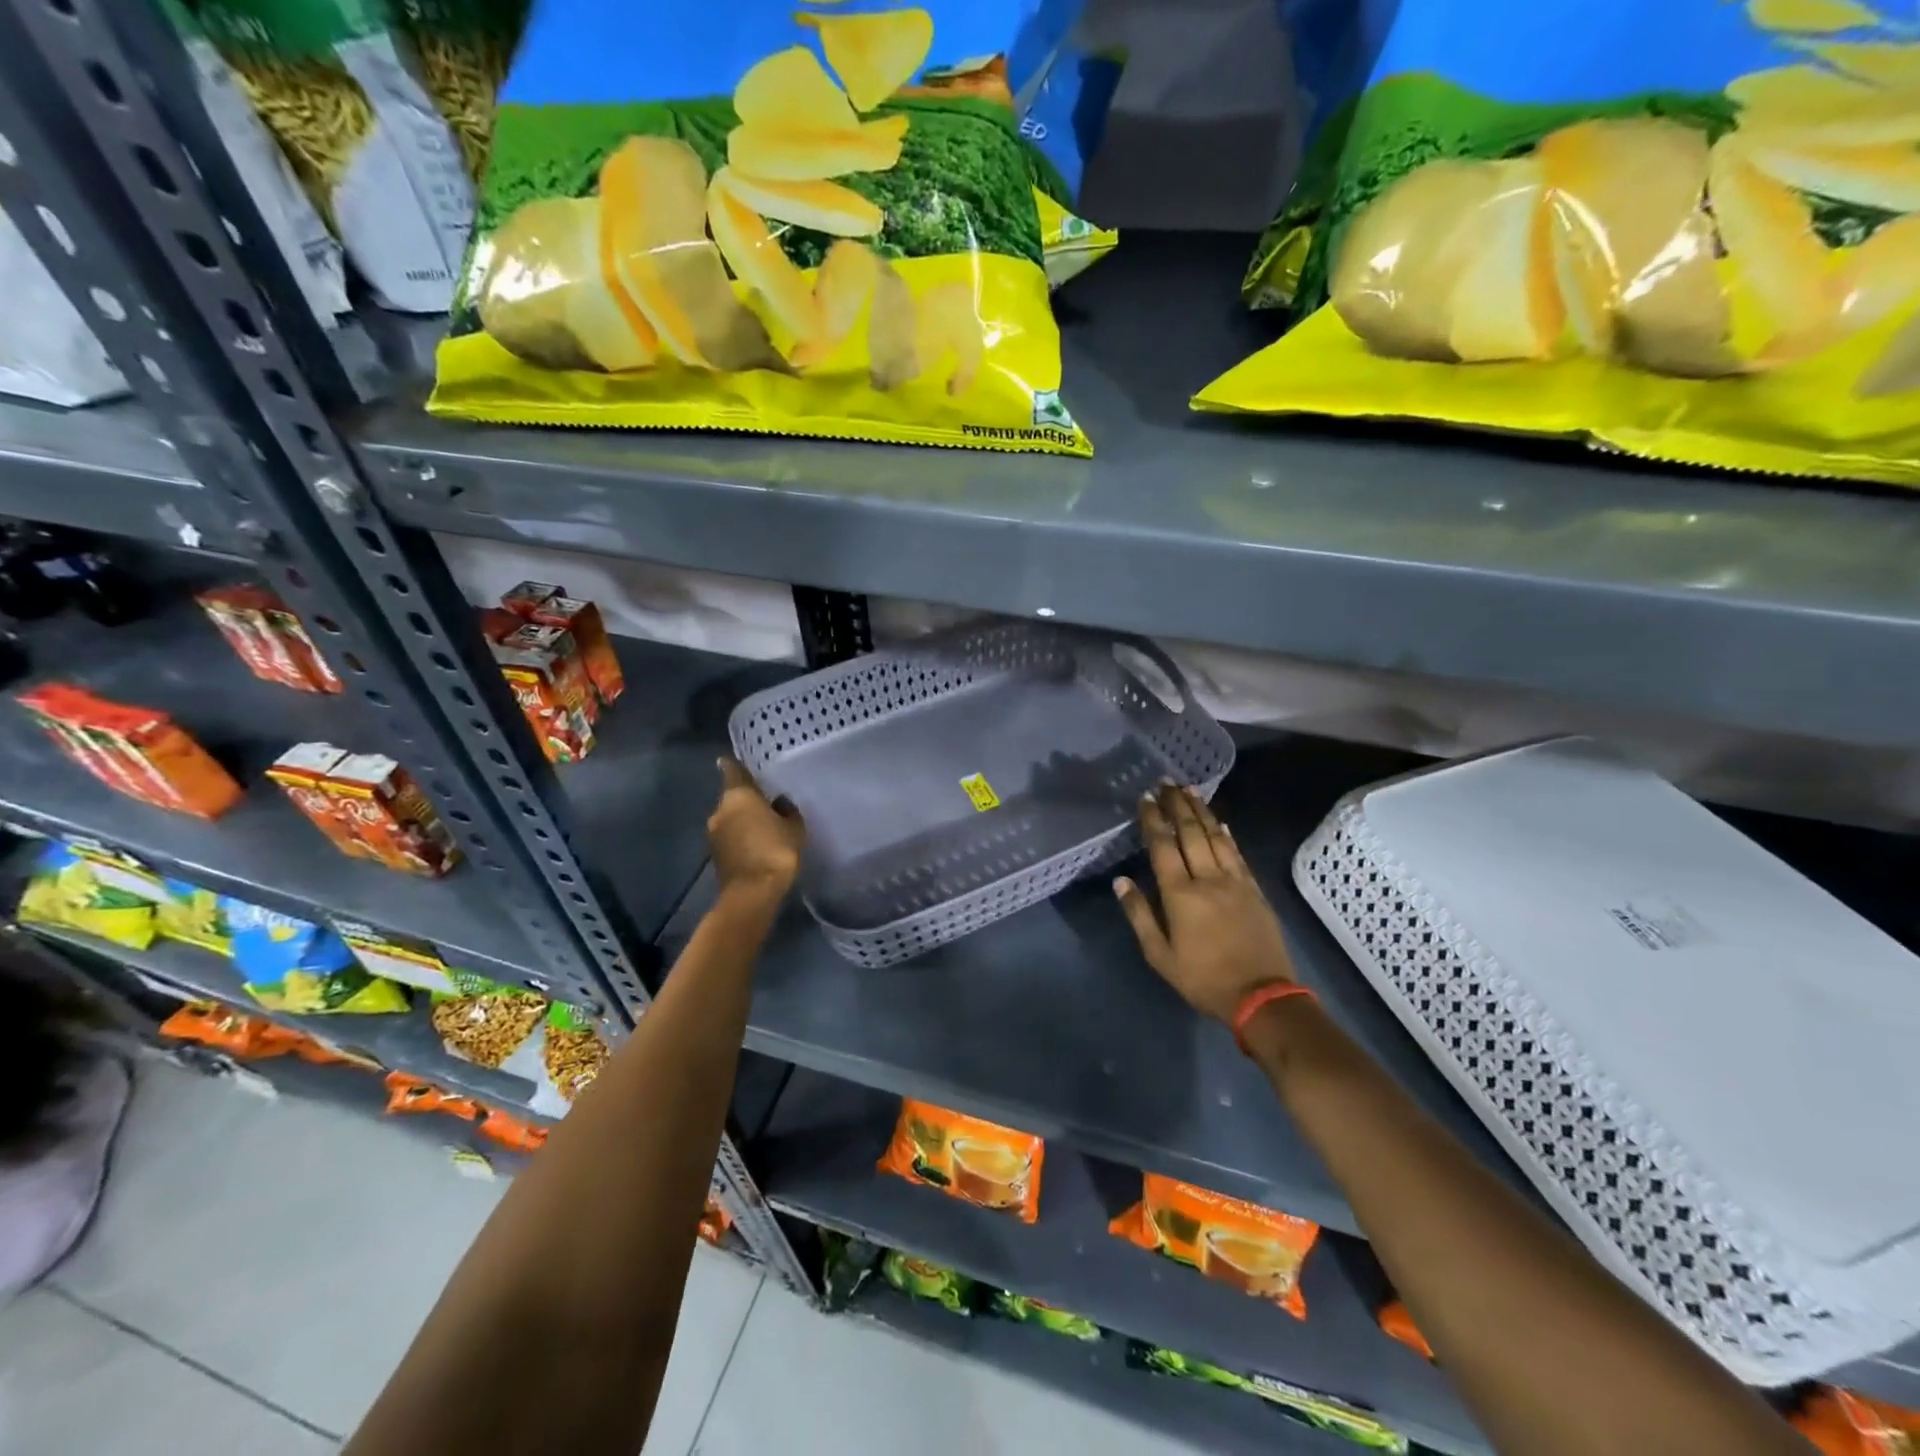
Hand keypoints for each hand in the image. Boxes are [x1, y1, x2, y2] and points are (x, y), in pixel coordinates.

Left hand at [708, 757, 804, 901]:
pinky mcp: (715, 853)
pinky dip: (741, 835)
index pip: (733, 770)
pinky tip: (757, 841)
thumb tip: (779, 802)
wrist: (752, 893)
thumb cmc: (775, 851)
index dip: (736, 764)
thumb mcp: (794, 827)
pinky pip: (730, 835)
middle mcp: (720, 810)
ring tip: (764, 822)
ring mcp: (713, 833)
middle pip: (732, 796)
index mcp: (738, 796)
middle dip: (746, 797)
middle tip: (766, 798)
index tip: (739, 760)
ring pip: (730, 817)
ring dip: (743, 818)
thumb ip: (787, 810)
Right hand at [1114, 784, 1294, 1022]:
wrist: (1261, 996)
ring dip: (1201, 811)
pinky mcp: (1254, 890)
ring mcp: (1235, 882)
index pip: (1163, 846)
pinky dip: (1226, 834)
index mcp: (1180, 894)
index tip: (1145, 797)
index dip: (1153, 819)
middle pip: (1190, 833)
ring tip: (1190, 790)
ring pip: (1216, 837)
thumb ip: (1140, 915)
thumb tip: (1121, 881)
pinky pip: (1237, 854)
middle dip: (1176, 805)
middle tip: (1166, 782)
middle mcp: (1207, 878)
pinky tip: (1220, 822)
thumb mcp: (1160, 956)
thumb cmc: (1203, 979)